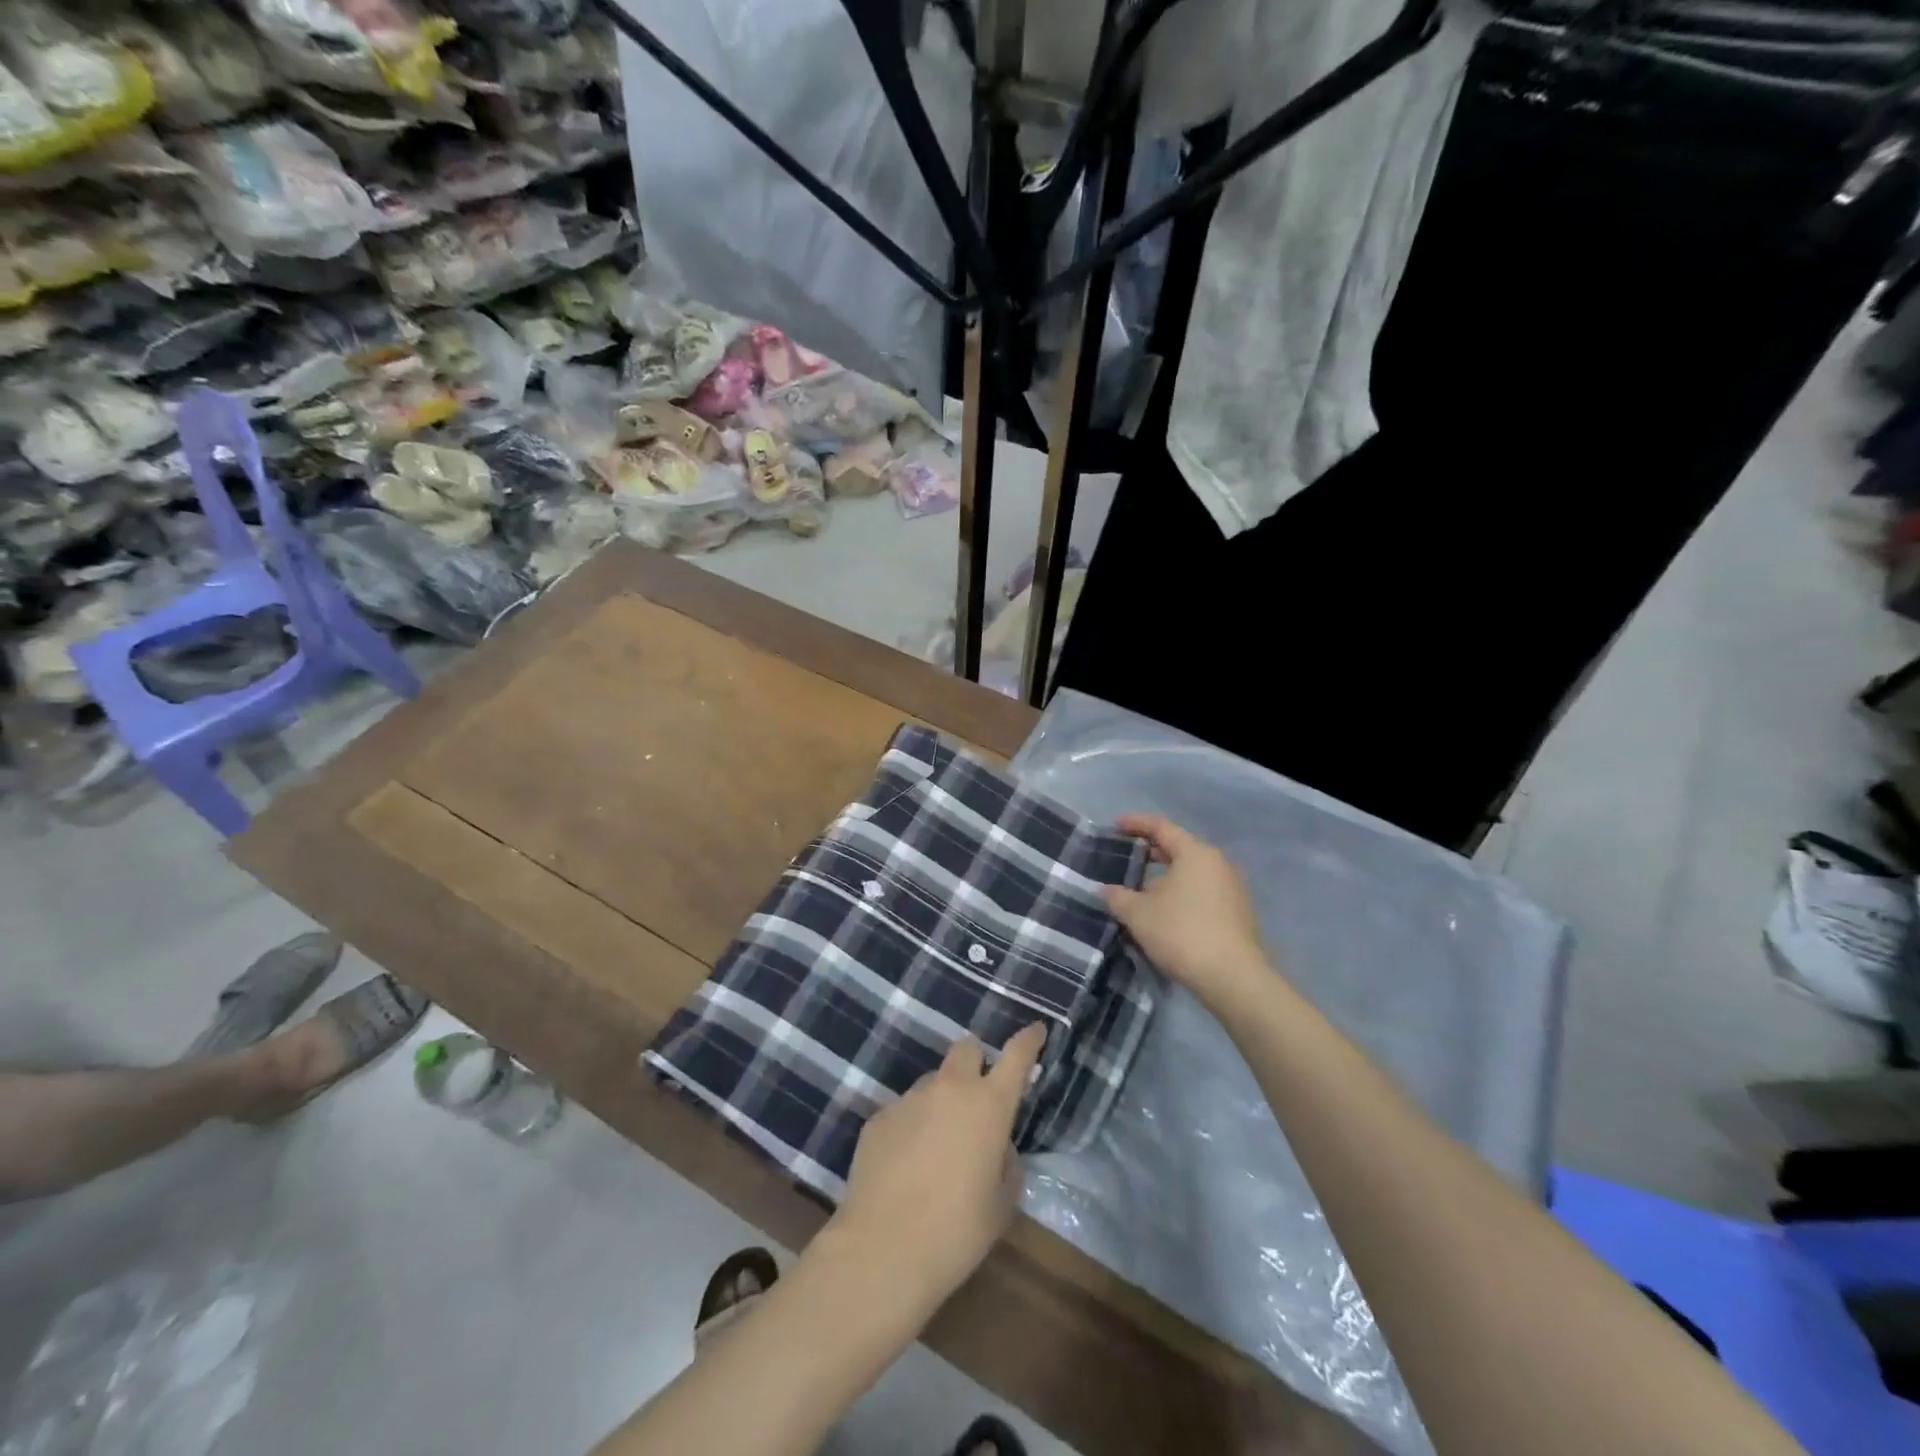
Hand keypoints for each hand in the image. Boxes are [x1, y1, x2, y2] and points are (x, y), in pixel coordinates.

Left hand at [828, 1023, 1046, 1315]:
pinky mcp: (878, 1117)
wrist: (882, 1251)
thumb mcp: (1001, 1204)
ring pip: (932, 1082)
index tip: (1036, 1030)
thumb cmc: (956, 1232)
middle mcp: (949, 1089)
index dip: (1028, 1040)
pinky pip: (903, 1111)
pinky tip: (905, 1167)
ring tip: (936, 1148)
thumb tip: (996, 1146)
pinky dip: (911, 1127)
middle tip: (977, 1098)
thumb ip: (1007, 1163)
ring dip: (941, 1101)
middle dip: (976, 1062)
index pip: (1016, 1056)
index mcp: (988, 1105)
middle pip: (967, 1048)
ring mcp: (909, 1099)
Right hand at [1103, 813, 1270, 1005]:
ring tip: (1141, 888)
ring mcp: (1231, 887)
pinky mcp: (1237, 911)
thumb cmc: (1182, 933)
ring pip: (1191, 871)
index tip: (1114, 825)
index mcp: (1195, 853)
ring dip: (1165, 875)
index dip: (1135, 823)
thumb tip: (1107, 890)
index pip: (1161, 826)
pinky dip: (1181, 892)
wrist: (1233, 978)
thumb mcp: (1138, 914)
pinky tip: (1165, 911)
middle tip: (1125, 857)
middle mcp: (1217, 863)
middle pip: (1178, 847)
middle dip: (1150, 851)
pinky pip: (1202, 890)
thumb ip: (1118, 896)